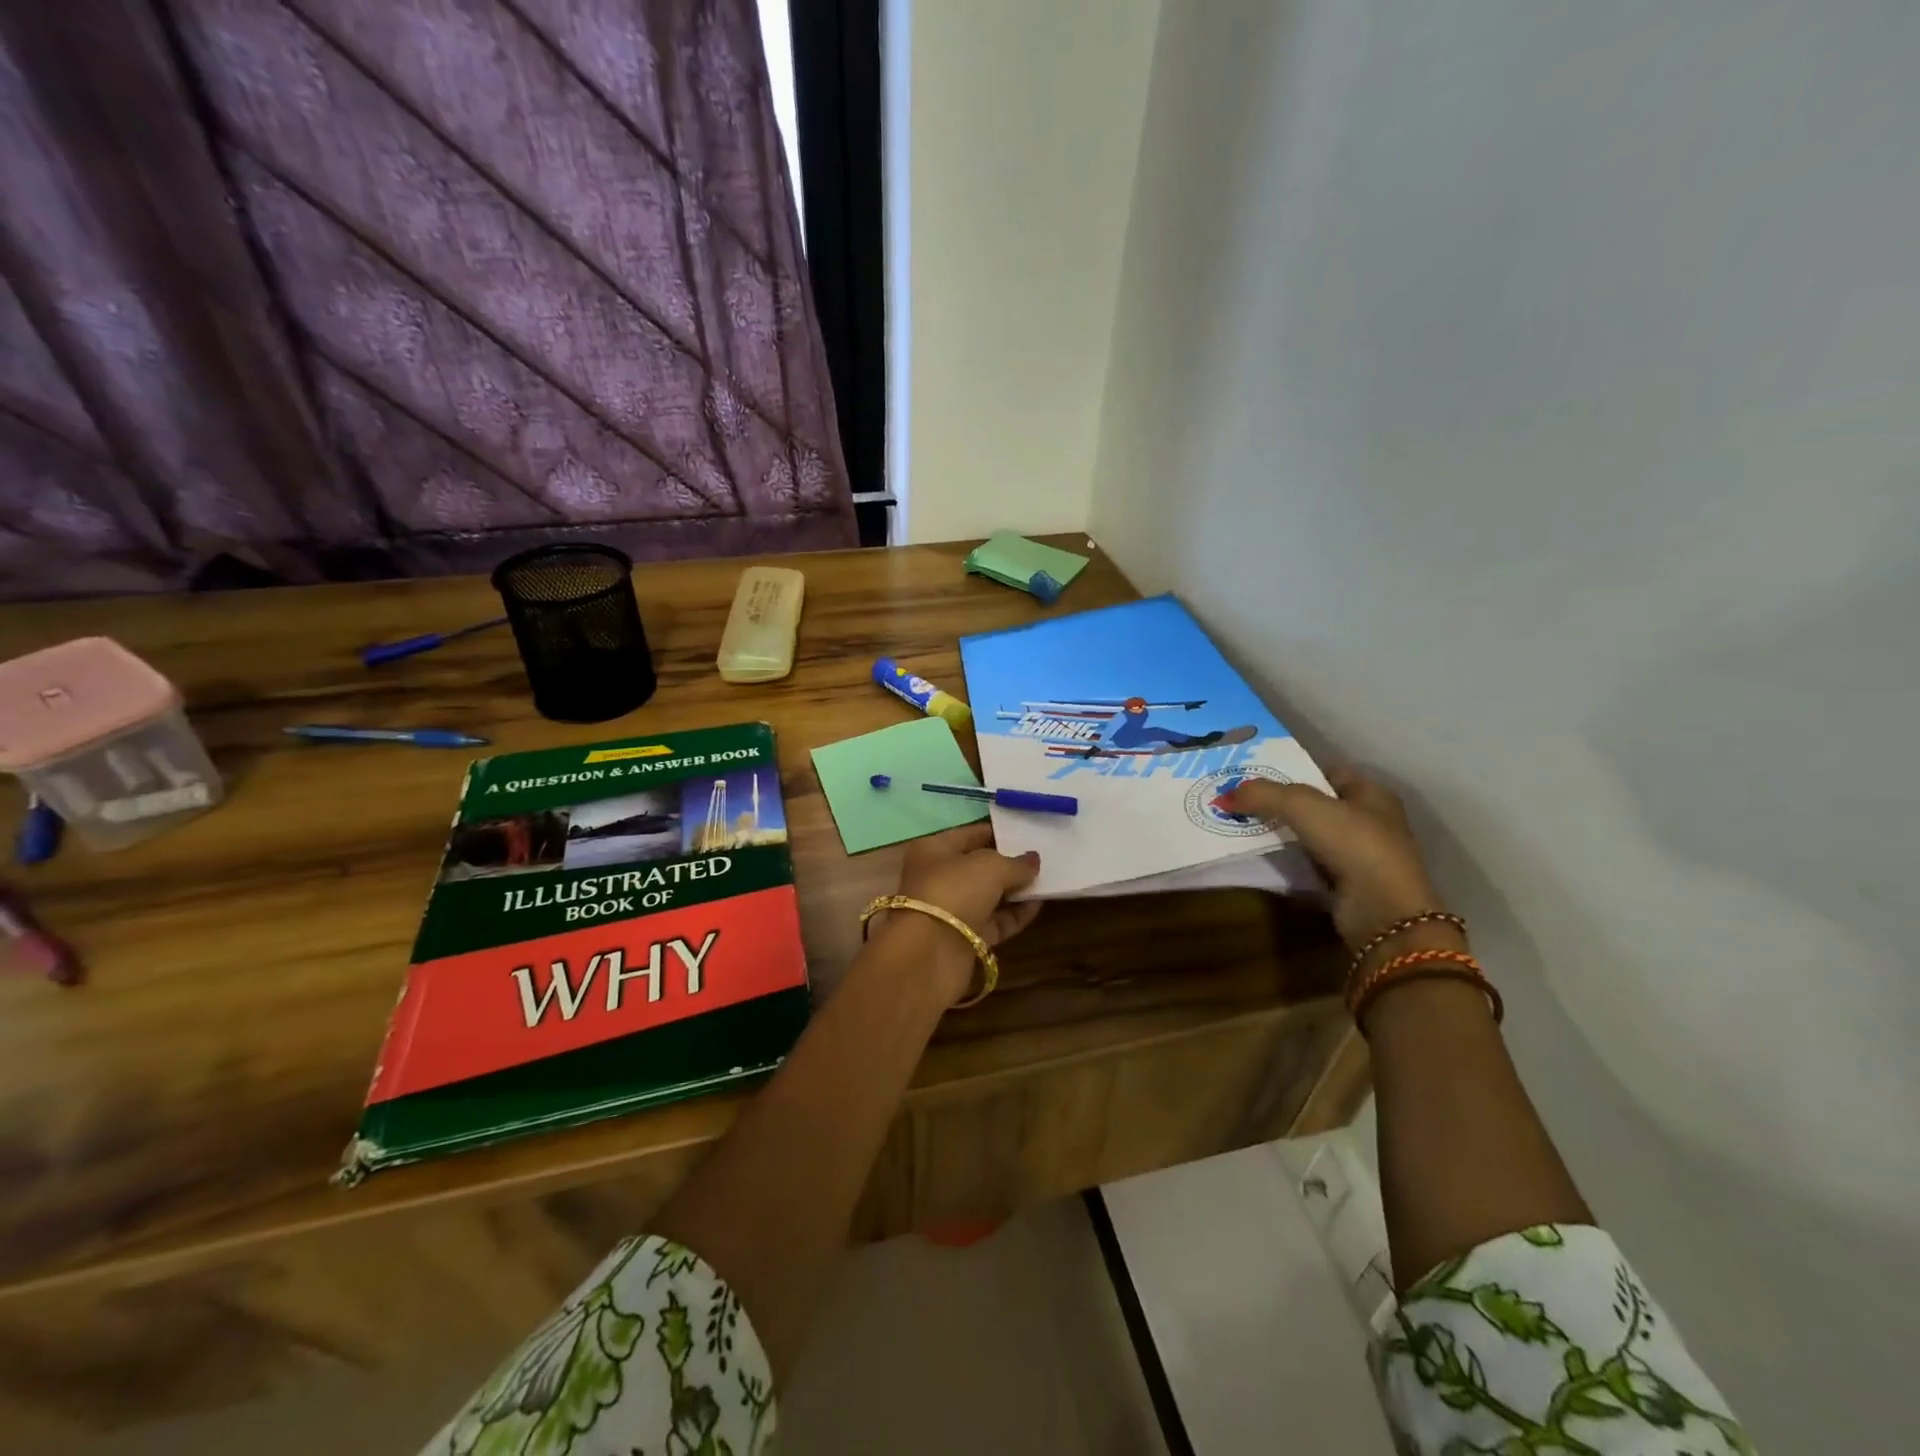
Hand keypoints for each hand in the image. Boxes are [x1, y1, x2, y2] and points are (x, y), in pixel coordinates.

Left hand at [870, 824, 1042, 1003]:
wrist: (930, 953)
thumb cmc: (955, 891)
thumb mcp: (991, 867)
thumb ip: (1016, 863)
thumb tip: (1034, 860)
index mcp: (934, 850)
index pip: (971, 835)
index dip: (1000, 833)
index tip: (1029, 835)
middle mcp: (939, 877)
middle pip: (980, 867)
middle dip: (1009, 864)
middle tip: (1043, 859)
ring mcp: (951, 910)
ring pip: (989, 896)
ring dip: (1015, 890)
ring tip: (1048, 881)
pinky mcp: (964, 939)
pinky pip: (994, 921)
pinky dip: (1015, 915)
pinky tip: (1039, 905)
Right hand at [1227, 768, 1449, 954]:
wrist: (1382, 912)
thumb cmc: (1353, 844)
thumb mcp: (1302, 806)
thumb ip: (1263, 794)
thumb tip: (1224, 795)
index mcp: (1372, 794)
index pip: (1329, 772)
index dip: (1296, 770)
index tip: (1258, 775)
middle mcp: (1372, 821)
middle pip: (1318, 804)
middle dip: (1282, 803)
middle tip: (1243, 801)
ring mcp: (1362, 856)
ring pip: (1312, 835)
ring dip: (1283, 833)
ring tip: (1244, 826)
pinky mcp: (1349, 885)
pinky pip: (1310, 863)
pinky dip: (1289, 860)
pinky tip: (1263, 857)